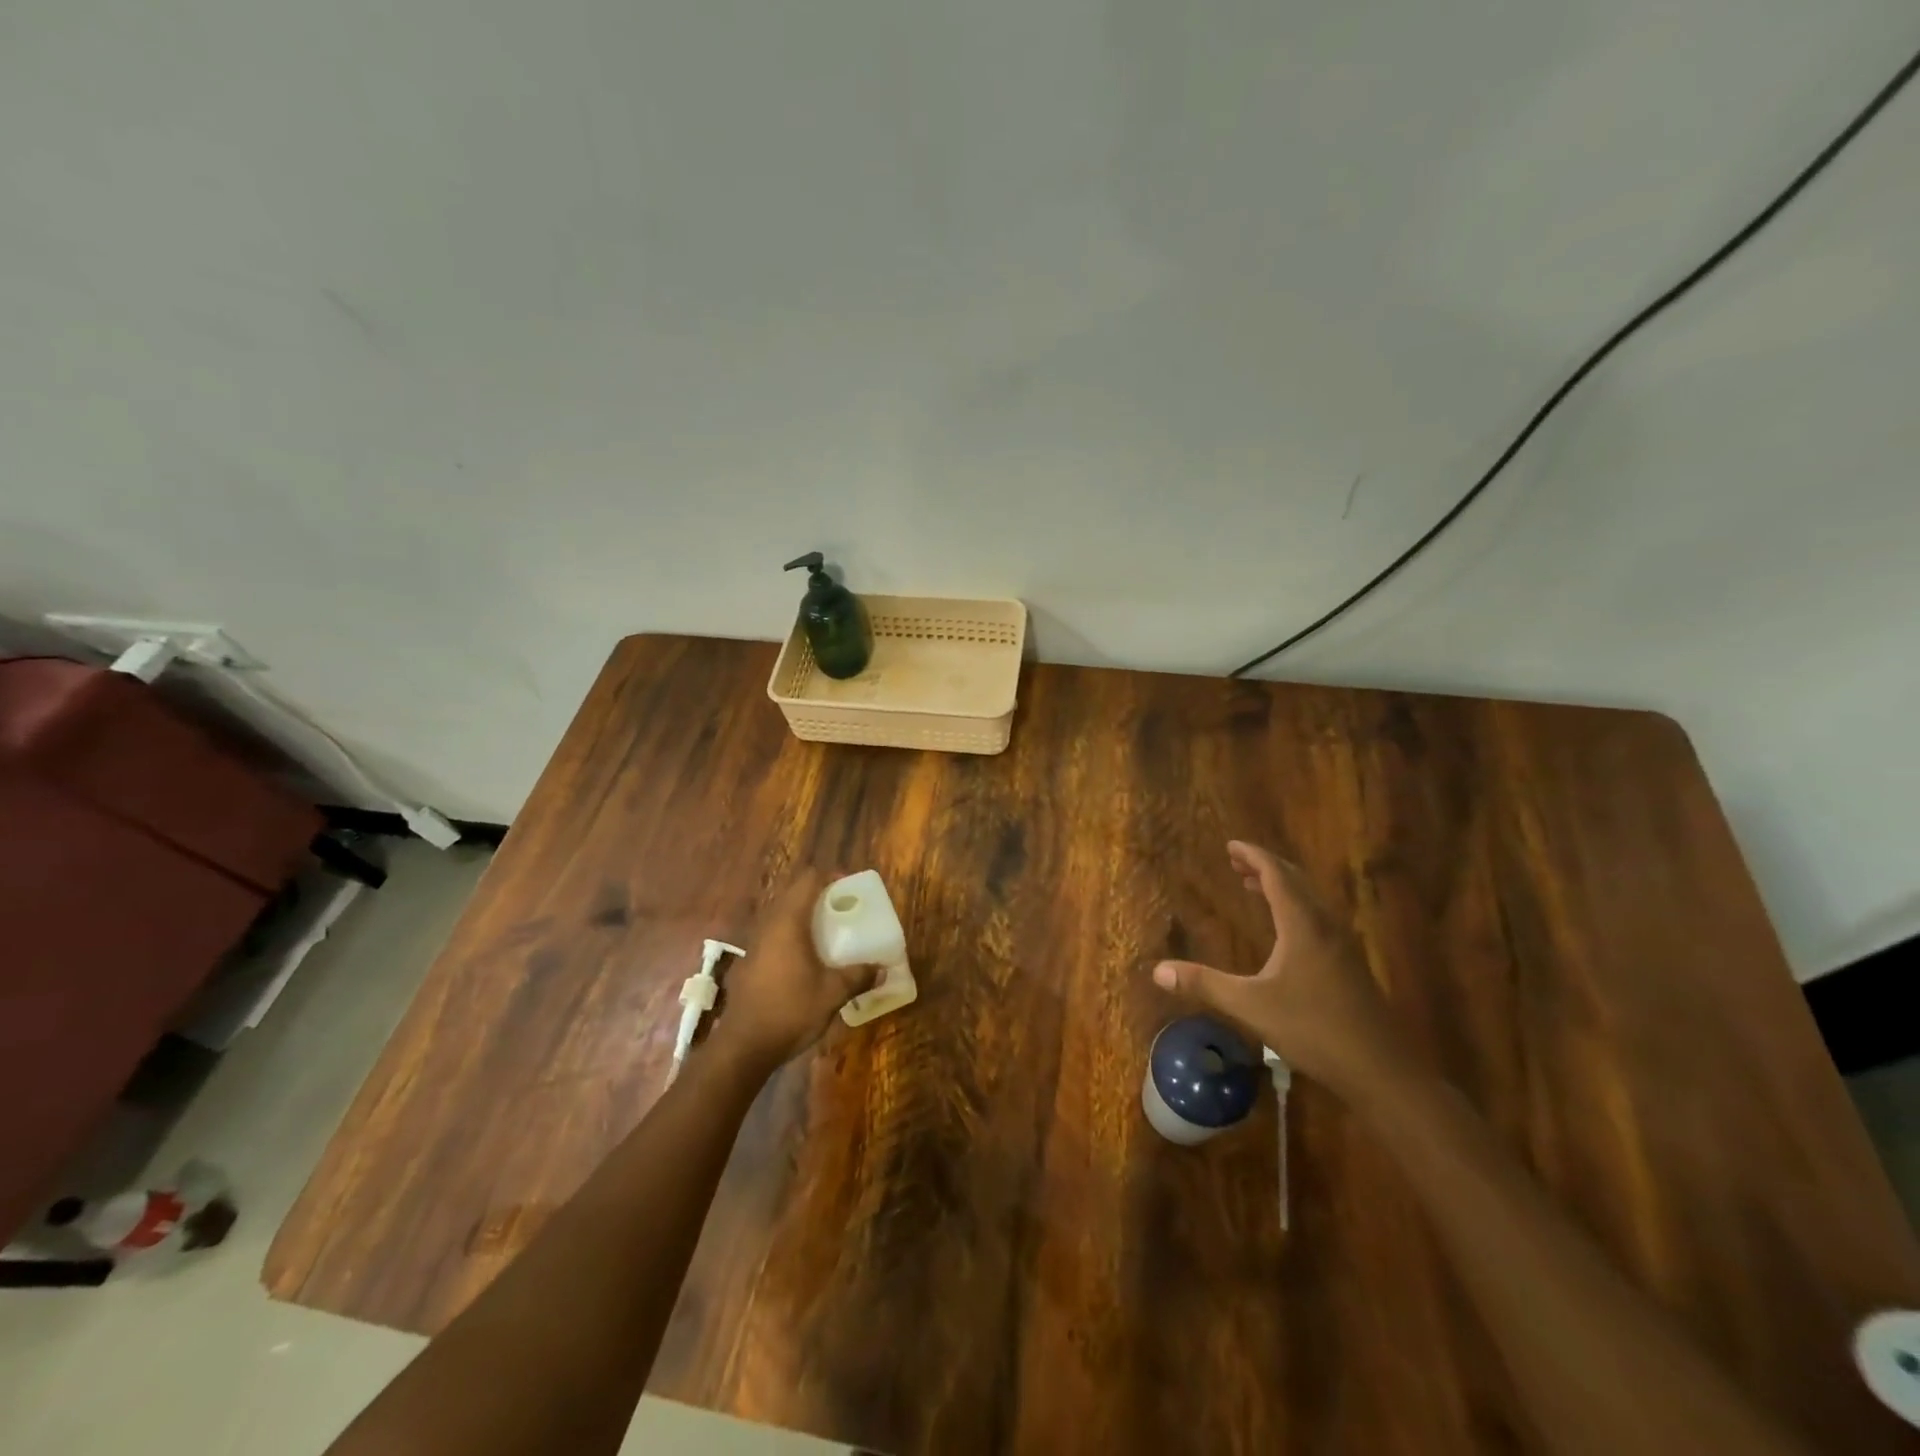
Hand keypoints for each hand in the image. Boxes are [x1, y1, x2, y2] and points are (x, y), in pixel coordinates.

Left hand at [708, 870, 877, 1073]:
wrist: (743, 1046)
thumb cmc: (790, 1010)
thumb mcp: (832, 993)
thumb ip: (858, 976)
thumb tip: (882, 969)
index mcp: (789, 922)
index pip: (808, 880)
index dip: (830, 877)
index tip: (850, 887)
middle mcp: (769, 925)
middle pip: (794, 894)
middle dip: (820, 896)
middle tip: (844, 909)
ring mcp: (755, 944)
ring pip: (782, 915)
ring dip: (805, 916)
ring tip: (829, 932)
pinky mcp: (750, 962)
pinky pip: (775, 935)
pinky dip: (793, 935)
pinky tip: (807, 959)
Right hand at [1152, 841, 1408, 1096]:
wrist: (1381, 1070)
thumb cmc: (1314, 1029)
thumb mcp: (1251, 1006)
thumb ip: (1205, 984)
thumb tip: (1158, 971)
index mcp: (1303, 924)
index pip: (1276, 875)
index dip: (1253, 856)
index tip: (1231, 846)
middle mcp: (1325, 925)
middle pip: (1296, 881)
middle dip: (1265, 867)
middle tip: (1237, 862)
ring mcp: (1342, 945)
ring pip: (1310, 900)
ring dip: (1282, 886)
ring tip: (1254, 887)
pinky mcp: (1349, 964)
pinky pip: (1318, 917)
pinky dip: (1295, 907)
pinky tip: (1285, 930)